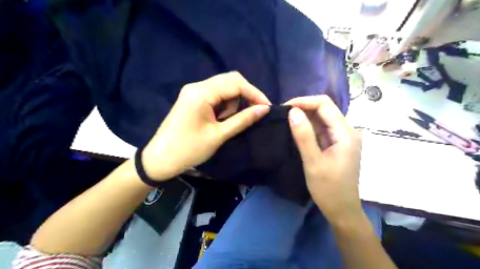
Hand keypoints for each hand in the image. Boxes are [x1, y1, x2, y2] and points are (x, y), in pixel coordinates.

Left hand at [141, 71, 269, 179]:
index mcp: (201, 93)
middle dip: (245, 95)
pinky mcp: (193, 99)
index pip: (235, 83)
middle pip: (229, 80)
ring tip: (228, 122)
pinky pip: (215, 95)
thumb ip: (243, 120)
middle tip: (254, 113)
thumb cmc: (189, 149)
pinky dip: (224, 105)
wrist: (160, 159)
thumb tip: (264, 109)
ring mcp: (193, 91)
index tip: (267, 107)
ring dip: (233, 102)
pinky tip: (221, 119)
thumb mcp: (219, 136)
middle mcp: (197, 86)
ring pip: (223, 87)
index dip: (254, 93)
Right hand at [285, 95, 363, 222]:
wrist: (341, 210)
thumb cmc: (328, 189)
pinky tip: (296, 130)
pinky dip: (308, 127)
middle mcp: (347, 131)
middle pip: (325, 109)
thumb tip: (293, 111)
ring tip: (286, 121)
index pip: (325, 104)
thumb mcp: (313, 162)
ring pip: (322, 118)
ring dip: (305, 117)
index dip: (304, 101)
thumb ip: (304, 136)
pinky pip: (321, 129)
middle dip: (303, 108)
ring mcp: (342, 137)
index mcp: (345, 133)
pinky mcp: (336, 144)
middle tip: (283, 115)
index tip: (285, 108)